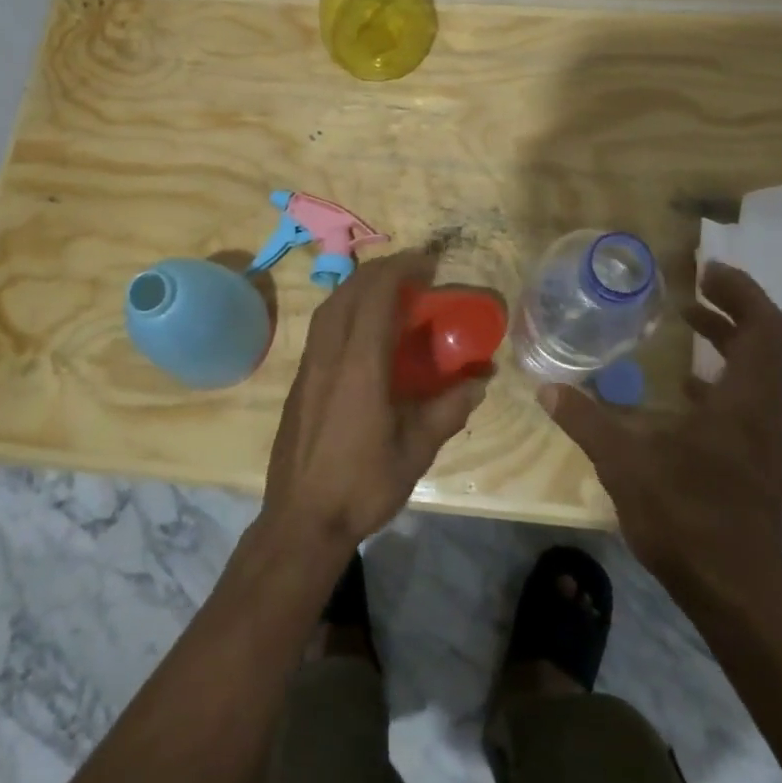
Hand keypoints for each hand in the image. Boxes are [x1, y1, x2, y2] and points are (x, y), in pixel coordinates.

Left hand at [264, 250, 488, 555]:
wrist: (301, 520)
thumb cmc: (362, 486)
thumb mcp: (417, 450)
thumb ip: (449, 409)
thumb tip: (481, 380)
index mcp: (360, 366)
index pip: (376, 295)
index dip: (402, 268)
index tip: (429, 262)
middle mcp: (329, 355)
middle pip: (350, 290)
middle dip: (383, 270)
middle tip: (415, 272)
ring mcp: (309, 365)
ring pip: (331, 305)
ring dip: (361, 286)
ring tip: (390, 290)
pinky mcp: (300, 379)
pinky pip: (323, 325)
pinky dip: (345, 307)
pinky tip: (364, 328)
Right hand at [538, 263, 781, 606]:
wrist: (736, 595)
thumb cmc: (688, 520)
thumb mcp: (626, 464)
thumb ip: (586, 421)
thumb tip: (547, 388)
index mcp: (744, 403)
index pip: (766, 328)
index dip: (742, 290)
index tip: (707, 269)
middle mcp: (763, 412)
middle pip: (768, 342)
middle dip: (735, 306)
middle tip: (695, 286)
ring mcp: (762, 438)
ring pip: (758, 370)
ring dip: (729, 339)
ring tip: (688, 320)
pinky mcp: (754, 460)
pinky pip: (746, 398)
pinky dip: (721, 375)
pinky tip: (684, 386)